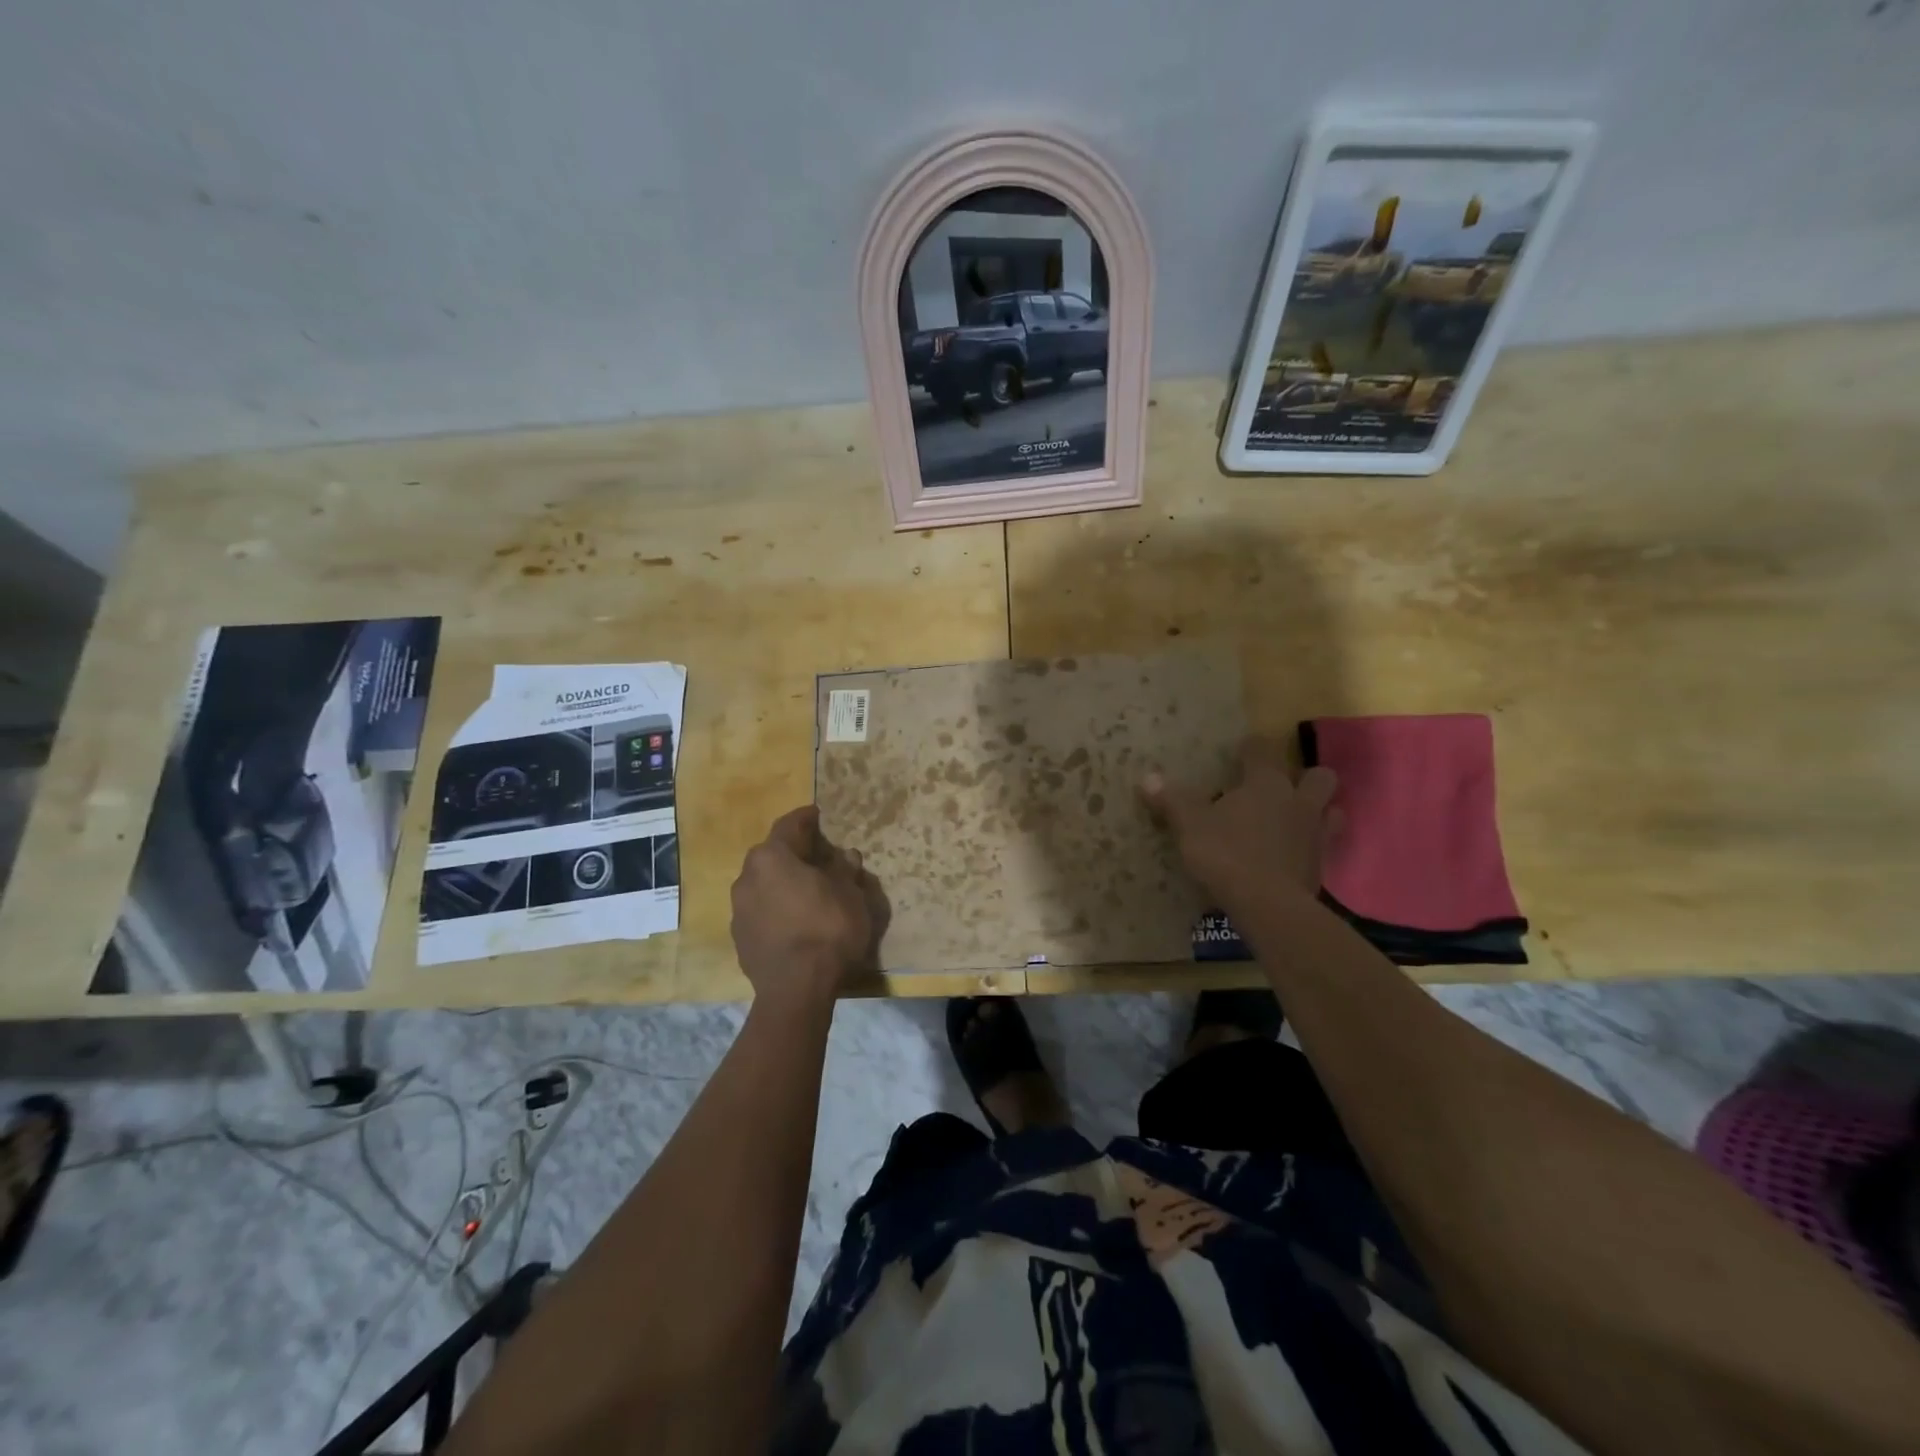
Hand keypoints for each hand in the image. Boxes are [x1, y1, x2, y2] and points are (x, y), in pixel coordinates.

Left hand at [730, 805, 887, 1009]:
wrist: (797, 989)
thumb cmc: (828, 930)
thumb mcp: (849, 894)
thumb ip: (844, 870)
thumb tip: (844, 856)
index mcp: (772, 858)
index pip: (789, 826)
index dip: (806, 818)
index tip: (817, 814)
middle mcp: (747, 877)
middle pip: (772, 855)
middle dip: (793, 852)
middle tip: (817, 855)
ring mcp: (739, 910)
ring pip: (763, 884)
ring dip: (783, 882)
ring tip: (807, 890)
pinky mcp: (739, 938)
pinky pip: (760, 910)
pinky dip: (776, 907)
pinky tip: (795, 919)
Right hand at [1140, 738, 1340, 909]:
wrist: (1268, 905)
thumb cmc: (1226, 854)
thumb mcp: (1190, 826)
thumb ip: (1172, 800)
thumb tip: (1148, 777)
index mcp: (1266, 783)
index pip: (1262, 750)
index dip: (1251, 747)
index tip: (1240, 751)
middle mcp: (1298, 801)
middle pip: (1319, 777)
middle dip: (1305, 777)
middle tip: (1280, 788)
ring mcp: (1315, 834)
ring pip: (1331, 811)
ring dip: (1318, 811)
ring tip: (1294, 820)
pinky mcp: (1321, 867)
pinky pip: (1322, 847)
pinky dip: (1309, 847)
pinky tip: (1291, 857)